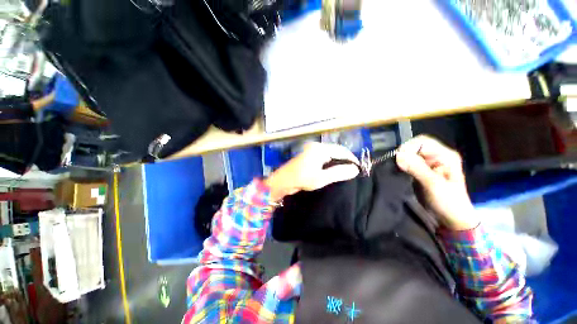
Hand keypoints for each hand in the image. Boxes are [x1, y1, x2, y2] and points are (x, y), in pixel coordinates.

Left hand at [264, 142, 359, 201]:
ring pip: (330, 153)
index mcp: (320, 149)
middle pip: (336, 150)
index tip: (359, 168)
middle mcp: (317, 146)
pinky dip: (330, 161)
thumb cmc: (302, 179)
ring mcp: (312, 150)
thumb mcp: (322, 178)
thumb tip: (355, 169)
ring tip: (346, 170)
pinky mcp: (309, 155)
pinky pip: (324, 156)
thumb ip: (339, 172)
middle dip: (345, 159)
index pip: (341, 151)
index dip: (352, 159)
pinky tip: (334, 169)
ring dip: (338, 160)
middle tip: (353, 170)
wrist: (282, 181)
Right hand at [396, 135, 478, 230]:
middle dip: (403, 155)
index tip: (398, 159)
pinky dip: (401, 167)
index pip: (422, 142)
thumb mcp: (434, 185)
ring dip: (401, 162)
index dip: (409, 148)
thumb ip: (417, 168)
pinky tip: (398, 173)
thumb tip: (398, 155)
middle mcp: (436, 157)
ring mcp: (428, 165)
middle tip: (396, 166)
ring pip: (409, 156)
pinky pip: (407, 164)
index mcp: (445, 156)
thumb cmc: (448, 202)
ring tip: (396, 170)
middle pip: (414, 148)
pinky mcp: (421, 172)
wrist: (451, 219)